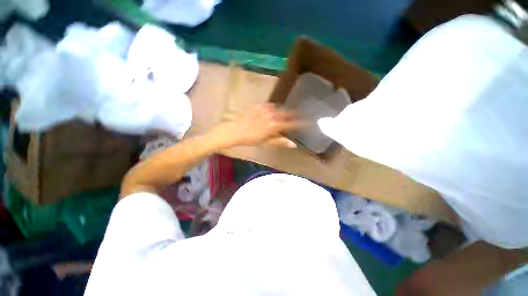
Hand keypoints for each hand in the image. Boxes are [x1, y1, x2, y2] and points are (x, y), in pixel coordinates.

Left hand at [215, 104, 299, 147]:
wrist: (235, 130)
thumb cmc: (251, 139)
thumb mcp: (266, 143)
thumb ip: (280, 142)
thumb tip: (294, 144)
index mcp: (275, 125)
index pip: (291, 123)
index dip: (300, 123)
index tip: (306, 123)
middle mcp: (272, 115)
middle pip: (287, 113)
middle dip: (294, 115)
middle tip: (298, 116)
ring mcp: (265, 109)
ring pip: (279, 108)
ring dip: (284, 111)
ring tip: (286, 114)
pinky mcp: (259, 106)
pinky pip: (270, 105)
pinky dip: (274, 108)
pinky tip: (273, 111)